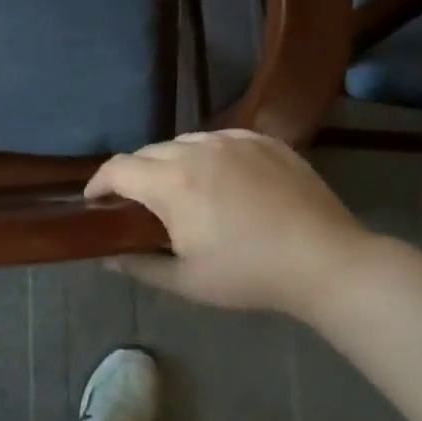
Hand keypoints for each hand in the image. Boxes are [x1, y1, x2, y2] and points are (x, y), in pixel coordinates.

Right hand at [85, 129, 375, 319]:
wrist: (326, 261)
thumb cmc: (250, 274)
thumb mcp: (187, 281)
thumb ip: (140, 266)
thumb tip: (107, 258)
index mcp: (171, 182)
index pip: (117, 168)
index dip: (99, 182)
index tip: (95, 200)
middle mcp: (196, 149)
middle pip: (148, 152)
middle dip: (135, 174)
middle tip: (139, 203)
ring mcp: (232, 140)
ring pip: (184, 141)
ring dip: (171, 161)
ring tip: (182, 188)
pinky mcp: (263, 140)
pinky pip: (220, 138)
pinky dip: (208, 154)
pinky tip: (221, 178)